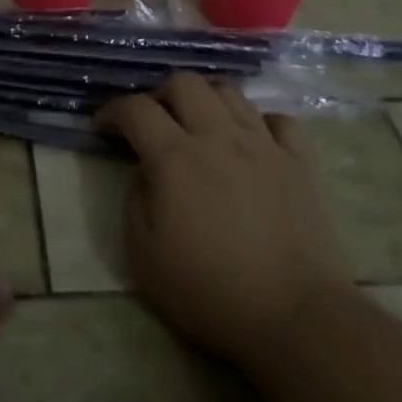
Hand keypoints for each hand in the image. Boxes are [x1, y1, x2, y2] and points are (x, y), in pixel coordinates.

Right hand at [98, 73, 352, 368]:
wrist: (297, 318)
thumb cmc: (210, 292)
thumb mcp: (144, 256)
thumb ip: (134, 202)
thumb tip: (144, 174)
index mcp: (175, 157)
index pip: (135, 109)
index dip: (112, 111)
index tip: (102, 129)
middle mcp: (218, 137)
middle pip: (185, 83)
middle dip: (160, 94)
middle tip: (153, 123)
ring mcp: (264, 146)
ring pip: (230, 92)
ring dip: (206, 100)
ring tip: (198, 127)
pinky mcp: (300, 164)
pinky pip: (279, 121)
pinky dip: (259, 123)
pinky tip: (251, 142)